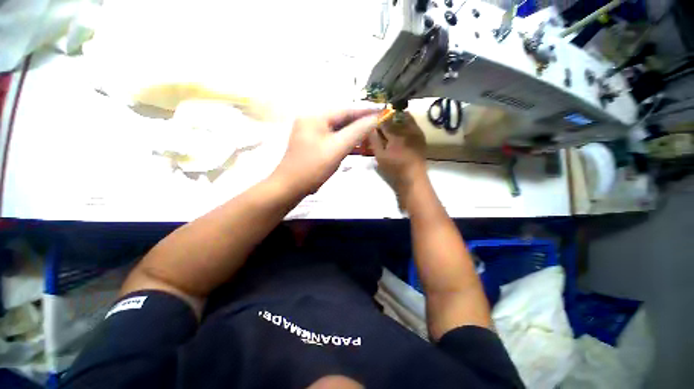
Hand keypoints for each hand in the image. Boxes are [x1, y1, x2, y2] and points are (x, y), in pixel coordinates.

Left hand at [271, 109, 378, 195]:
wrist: (290, 187)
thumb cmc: (314, 167)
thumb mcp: (338, 148)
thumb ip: (357, 131)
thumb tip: (375, 118)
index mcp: (315, 116)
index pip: (346, 110)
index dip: (365, 112)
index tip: (382, 112)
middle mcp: (311, 120)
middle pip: (340, 119)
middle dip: (359, 123)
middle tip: (377, 125)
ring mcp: (309, 132)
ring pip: (336, 129)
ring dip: (352, 133)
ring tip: (369, 135)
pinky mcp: (311, 143)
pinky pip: (331, 138)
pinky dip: (343, 141)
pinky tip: (353, 144)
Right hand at [369, 112, 427, 196]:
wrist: (413, 178)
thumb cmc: (394, 169)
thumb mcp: (380, 156)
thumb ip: (374, 141)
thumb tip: (370, 127)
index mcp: (396, 135)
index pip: (384, 121)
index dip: (377, 120)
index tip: (372, 122)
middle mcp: (408, 129)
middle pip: (394, 117)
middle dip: (386, 119)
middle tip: (380, 125)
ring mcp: (417, 132)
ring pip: (405, 118)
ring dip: (396, 119)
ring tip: (389, 126)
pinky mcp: (421, 136)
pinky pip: (412, 123)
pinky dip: (405, 123)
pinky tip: (399, 130)